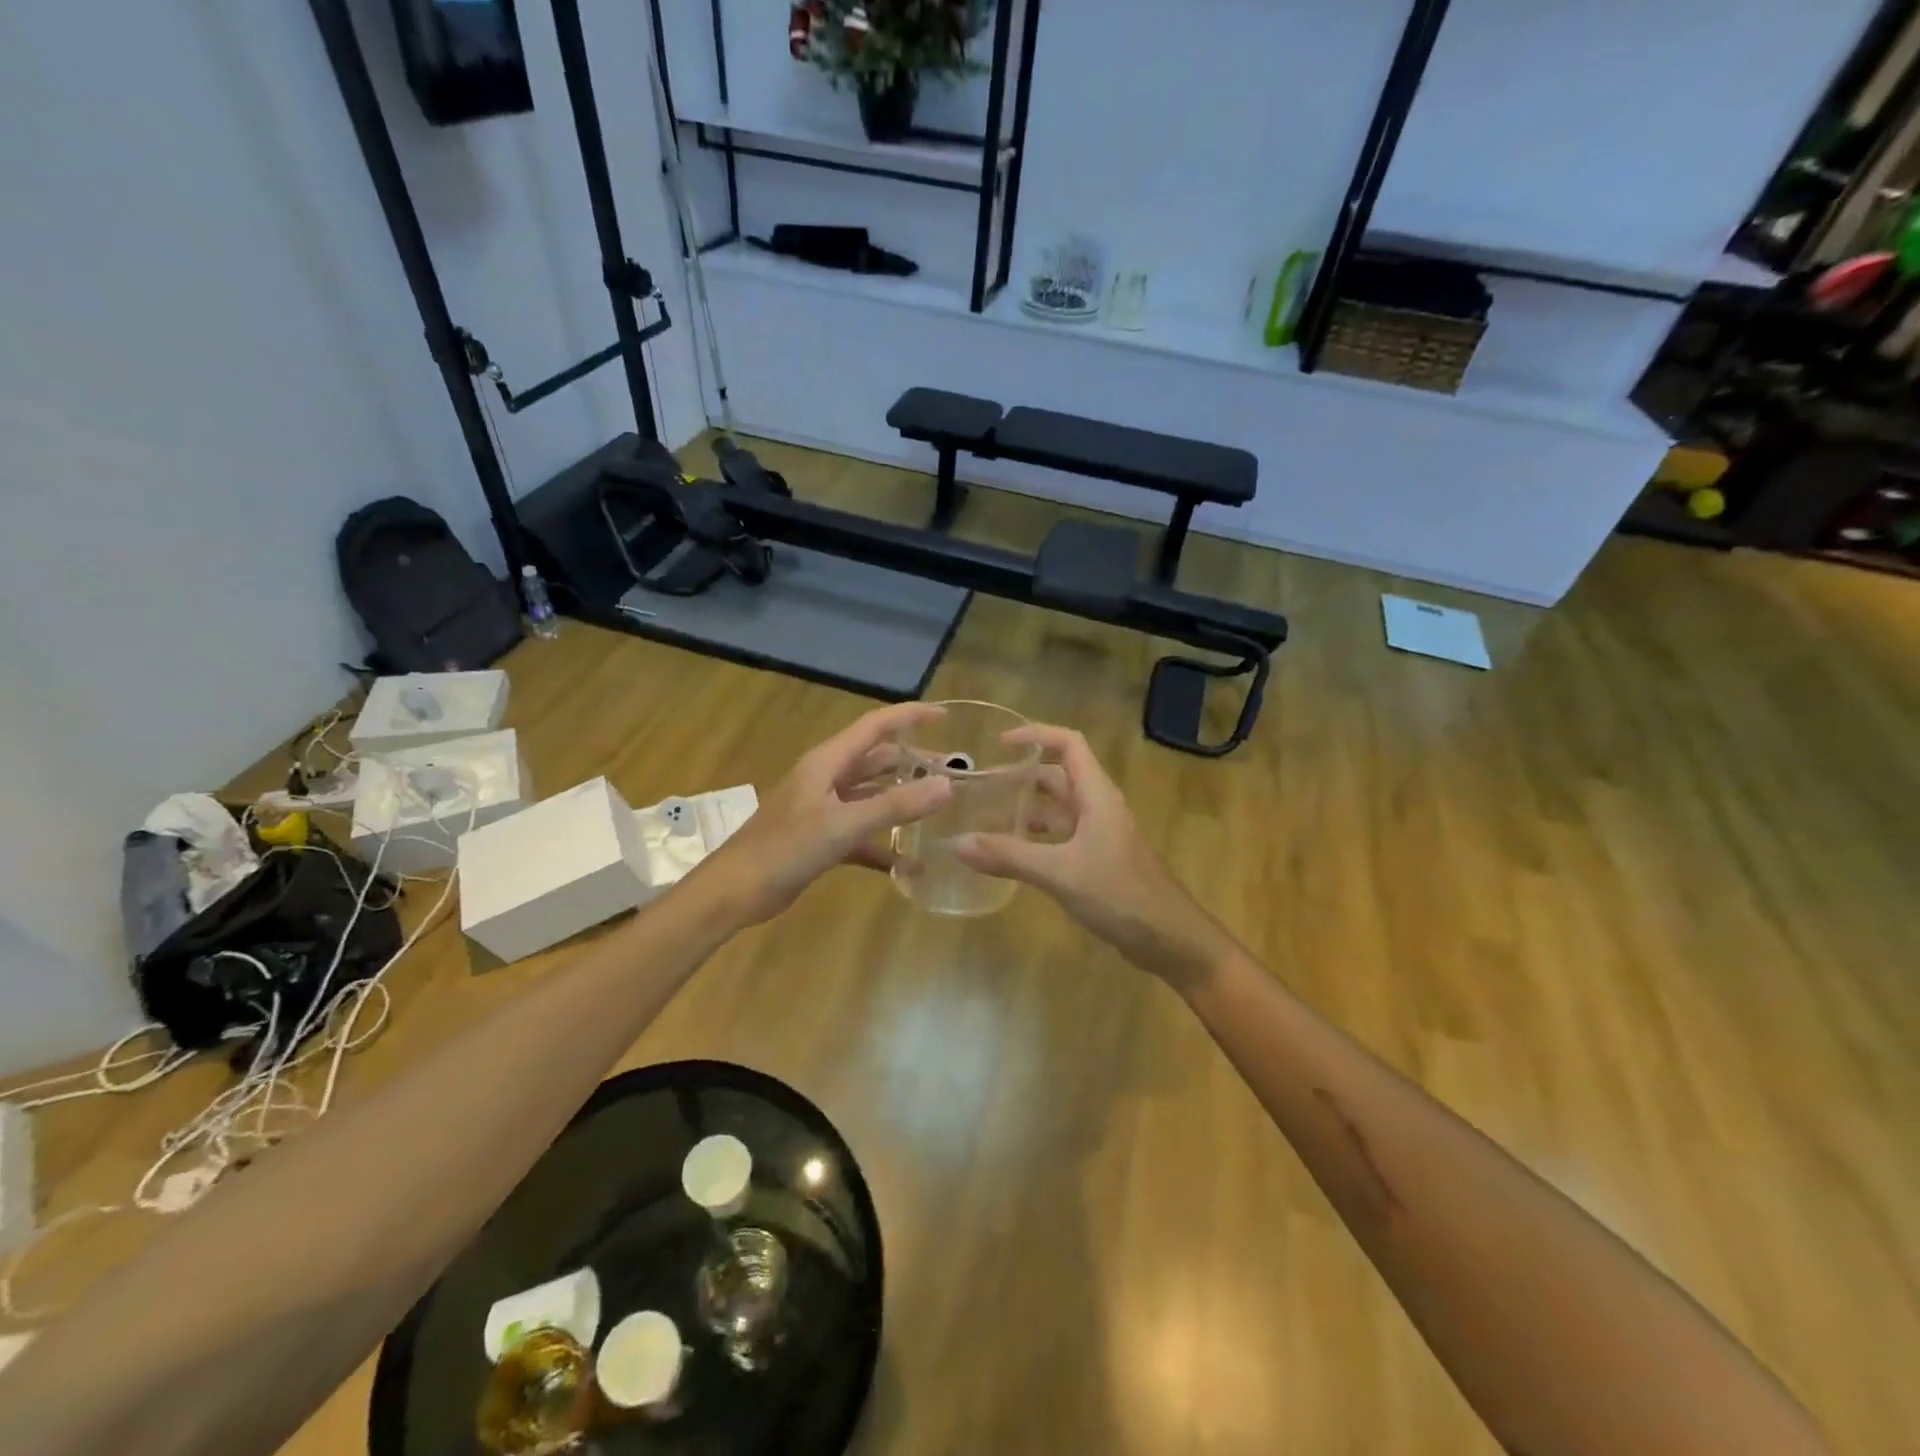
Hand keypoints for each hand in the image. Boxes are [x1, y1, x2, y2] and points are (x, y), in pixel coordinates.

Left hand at [699, 702, 952, 923]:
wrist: (734, 892)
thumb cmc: (784, 848)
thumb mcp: (843, 825)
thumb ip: (895, 806)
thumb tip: (947, 786)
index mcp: (827, 762)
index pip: (874, 726)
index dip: (909, 716)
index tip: (945, 716)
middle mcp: (827, 779)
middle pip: (877, 761)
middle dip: (914, 762)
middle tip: (955, 771)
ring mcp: (824, 810)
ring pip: (872, 796)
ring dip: (902, 801)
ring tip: (940, 809)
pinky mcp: (822, 840)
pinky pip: (862, 834)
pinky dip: (884, 844)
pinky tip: (910, 863)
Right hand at [953, 726, 1233, 990]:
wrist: (1169, 939)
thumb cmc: (1120, 894)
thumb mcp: (1059, 872)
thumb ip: (1008, 856)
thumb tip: (956, 842)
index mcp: (1096, 795)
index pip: (1069, 743)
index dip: (1036, 734)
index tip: (999, 742)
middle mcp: (1098, 807)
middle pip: (1057, 776)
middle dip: (1020, 776)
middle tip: (980, 787)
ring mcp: (1099, 835)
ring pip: (1057, 809)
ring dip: (1026, 809)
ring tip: (986, 817)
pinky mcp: (1097, 861)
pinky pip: (1060, 837)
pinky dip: (1035, 838)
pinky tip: (1009, 855)